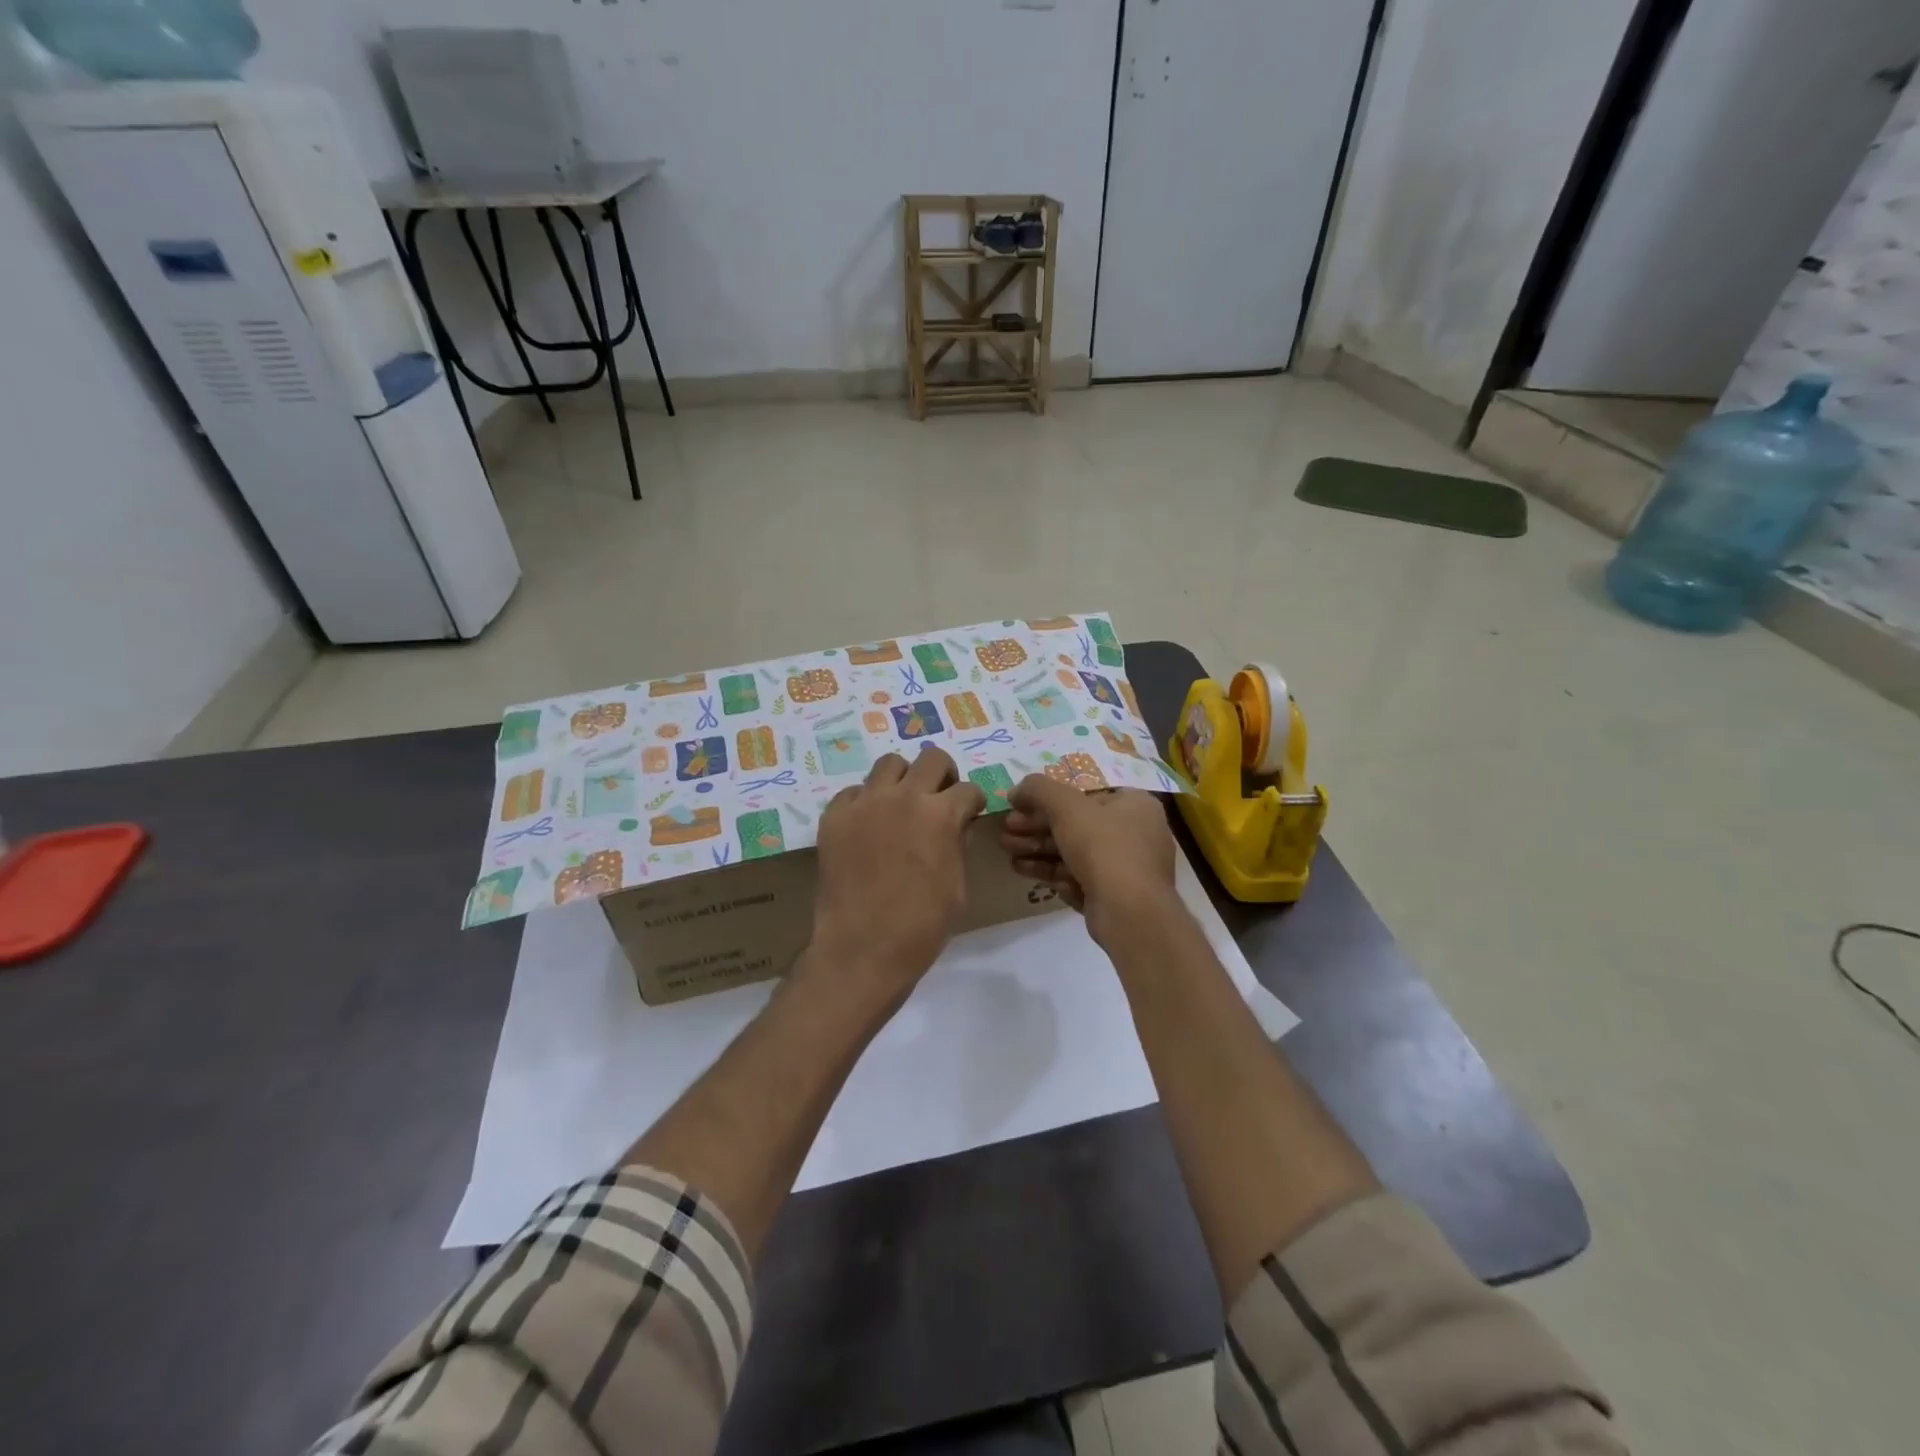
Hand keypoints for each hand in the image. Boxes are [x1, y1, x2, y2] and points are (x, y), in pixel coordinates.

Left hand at [807, 746, 986, 1011]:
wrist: (863, 949)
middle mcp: (904, 797)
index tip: (969, 814)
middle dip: (943, 775)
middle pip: (932, 758)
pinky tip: (867, 827)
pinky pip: (853, 793)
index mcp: (941, 815)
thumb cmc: (922, 926)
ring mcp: (865, 804)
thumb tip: (955, 827)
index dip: (972, 803)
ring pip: (889, 764)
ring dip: (903, 780)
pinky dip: (865, 802)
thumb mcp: (958, 886)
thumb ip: (957, 845)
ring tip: (901, 804)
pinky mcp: (834, 817)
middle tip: (939, 798)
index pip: (968, 789)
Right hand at [1001, 777, 1175, 943]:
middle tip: (1006, 832)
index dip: (1047, 799)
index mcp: (1135, 804)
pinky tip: (1025, 872)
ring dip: (1038, 851)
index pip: (1085, 794)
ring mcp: (1127, 868)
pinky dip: (1053, 874)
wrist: (1129, 913)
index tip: (1018, 807)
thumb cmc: (1103, 847)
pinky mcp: (1116, 897)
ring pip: (1075, 854)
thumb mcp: (1065, 806)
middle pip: (1076, 825)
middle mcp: (1137, 833)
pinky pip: (1080, 879)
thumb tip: (1017, 790)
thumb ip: (1038, 789)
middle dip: (1036, 828)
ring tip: (1009, 854)